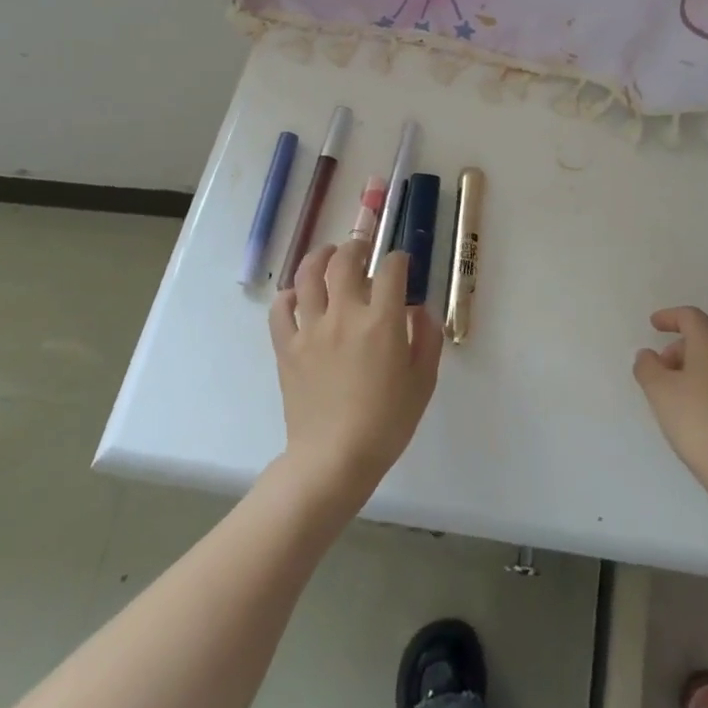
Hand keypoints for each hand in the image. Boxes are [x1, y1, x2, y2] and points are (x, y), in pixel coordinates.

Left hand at [268, 240, 442, 511]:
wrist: (334, 460)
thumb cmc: (387, 422)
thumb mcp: (424, 382)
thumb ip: (427, 338)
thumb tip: (419, 310)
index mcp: (381, 321)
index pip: (391, 269)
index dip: (399, 260)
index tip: (402, 265)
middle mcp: (344, 314)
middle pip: (345, 261)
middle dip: (357, 247)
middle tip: (363, 250)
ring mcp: (311, 329)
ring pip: (308, 275)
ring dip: (320, 258)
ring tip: (328, 256)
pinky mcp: (287, 347)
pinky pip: (280, 310)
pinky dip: (288, 296)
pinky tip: (297, 297)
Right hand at [634, 306, 707, 496]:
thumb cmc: (698, 422)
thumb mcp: (660, 392)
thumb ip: (647, 367)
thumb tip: (648, 355)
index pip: (690, 317)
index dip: (669, 317)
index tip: (653, 324)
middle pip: (704, 339)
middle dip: (678, 350)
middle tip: (659, 372)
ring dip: (694, 370)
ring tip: (676, 397)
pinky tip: (699, 415)